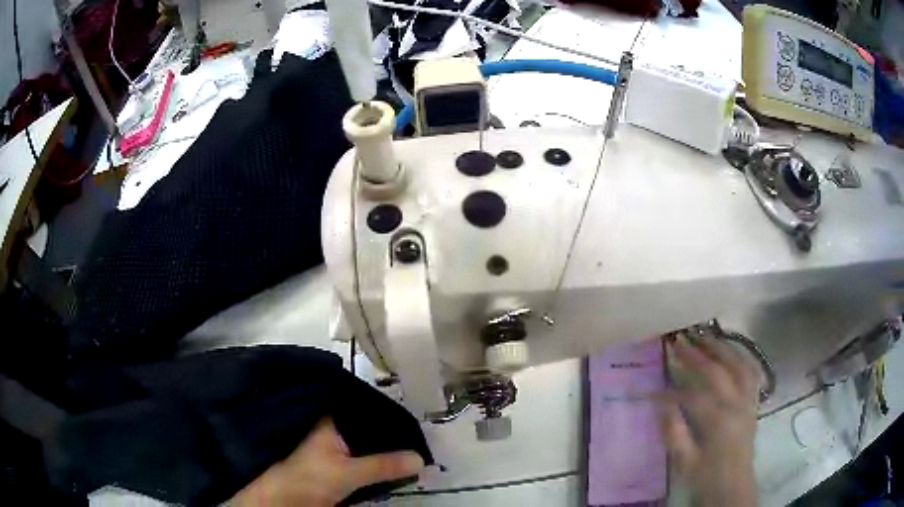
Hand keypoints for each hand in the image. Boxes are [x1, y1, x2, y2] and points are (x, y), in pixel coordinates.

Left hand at [231, 418, 423, 506]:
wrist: (285, 501)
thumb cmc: (309, 477)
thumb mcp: (348, 472)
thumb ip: (384, 465)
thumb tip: (421, 459)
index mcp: (325, 418)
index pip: (356, 403)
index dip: (380, 404)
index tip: (406, 406)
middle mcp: (326, 427)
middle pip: (362, 423)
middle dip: (385, 428)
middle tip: (416, 428)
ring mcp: (329, 446)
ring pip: (360, 440)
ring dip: (380, 445)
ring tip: (410, 441)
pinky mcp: (331, 463)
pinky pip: (358, 456)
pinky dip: (373, 458)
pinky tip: (392, 459)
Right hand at [658, 336, 760, 506]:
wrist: (733, 487)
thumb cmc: (707, 476)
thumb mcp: (684, 462)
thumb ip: (673, 432)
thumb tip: (661, 403)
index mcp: (718, 421)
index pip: (692, 395)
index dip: (670, 390)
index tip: (651, 389)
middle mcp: (736, 404)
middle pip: (717, 371)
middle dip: (696, 355)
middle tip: (679, 341)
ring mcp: (748, 400)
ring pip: (739, 365)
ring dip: (722, 347)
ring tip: (706, 336)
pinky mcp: (753, 402)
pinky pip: (752, 372)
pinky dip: (742, 357)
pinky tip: (733, 351)